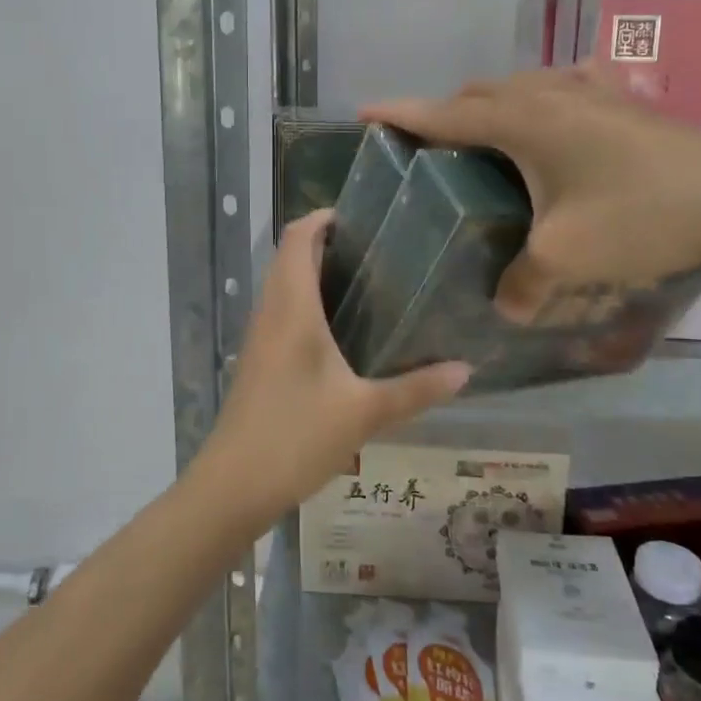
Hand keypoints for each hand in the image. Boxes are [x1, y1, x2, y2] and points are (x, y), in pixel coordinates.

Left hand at [200, 210, 469, 512]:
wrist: (233, 485)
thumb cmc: (296, 436)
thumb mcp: (365, 413)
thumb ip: (417, 389)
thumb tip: (467, 370)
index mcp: (292, 308)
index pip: (297, 237)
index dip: (323, 217)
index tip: (361, 216)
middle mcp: (271, 311)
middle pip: (288, 255)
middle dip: (325, 242)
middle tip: (376, 248)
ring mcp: (260, 337)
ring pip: (283, 284)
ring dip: (314, 271)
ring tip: (365, 280)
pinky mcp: (258, 360)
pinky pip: (281, 311)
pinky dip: (306, 301)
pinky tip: (340, 329)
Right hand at [366, 66, 700, 320]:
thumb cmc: (640, 217)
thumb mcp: (566, 256)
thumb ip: (523, 283)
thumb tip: (506, 306)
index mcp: (523, 121)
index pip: (445, 113)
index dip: (402, 114)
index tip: (365, 112)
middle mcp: (549, 94)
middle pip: (480, 93)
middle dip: (446, 112)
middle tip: (432, 148)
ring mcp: (592, 91)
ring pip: (522, 85)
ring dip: (493, 105)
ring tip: (488, 139)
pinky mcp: (626, 102)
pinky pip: (565, 88)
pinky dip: (542, 100)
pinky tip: (560, 121)